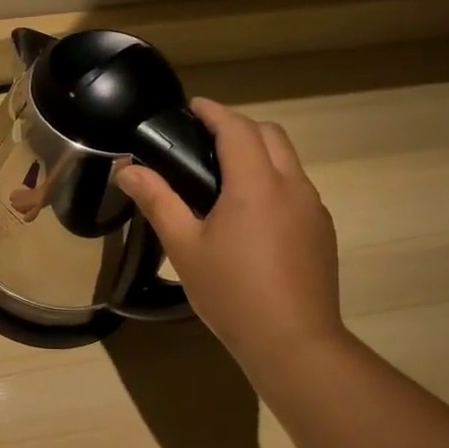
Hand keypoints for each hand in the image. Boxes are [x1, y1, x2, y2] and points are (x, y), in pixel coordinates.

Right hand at [116, 99, 344, 375]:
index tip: (193, 106)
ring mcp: (313, 208)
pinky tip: (250, 213)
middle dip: (239, 127)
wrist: (293, 341)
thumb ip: (157, 201)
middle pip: (271, 135)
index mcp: (256, 185)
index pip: (238, 129)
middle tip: (204, 140)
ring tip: (223, 174)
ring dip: (259, 152)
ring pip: (288, 161)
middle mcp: (292, 186)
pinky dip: (273, 179)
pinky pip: (297, 188)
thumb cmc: (231, 292)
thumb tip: (127, 169)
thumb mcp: (184, 247)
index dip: (214, 112)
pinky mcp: (322, 231)